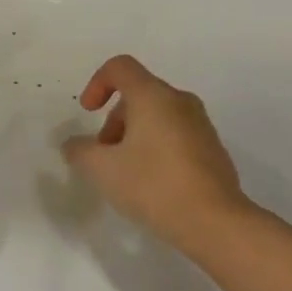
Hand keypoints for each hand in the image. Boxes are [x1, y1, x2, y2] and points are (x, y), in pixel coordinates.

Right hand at [64, 55, 251, 251]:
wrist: (216, 223)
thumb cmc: (154, 186)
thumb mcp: (102, 170)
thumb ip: (80, 151)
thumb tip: (74, 145)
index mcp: (153, 96)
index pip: (120, 67)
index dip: (97, 83)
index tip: (87, 113)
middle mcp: (180, 101)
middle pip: (138, 94)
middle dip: (114, 120)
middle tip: (104, 155)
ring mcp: (201, 124)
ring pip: (158, 115)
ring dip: (134, 135)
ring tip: (126, 173)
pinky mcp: (213, 149)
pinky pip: (176, 135)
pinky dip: (157, 147)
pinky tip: (153, 183)